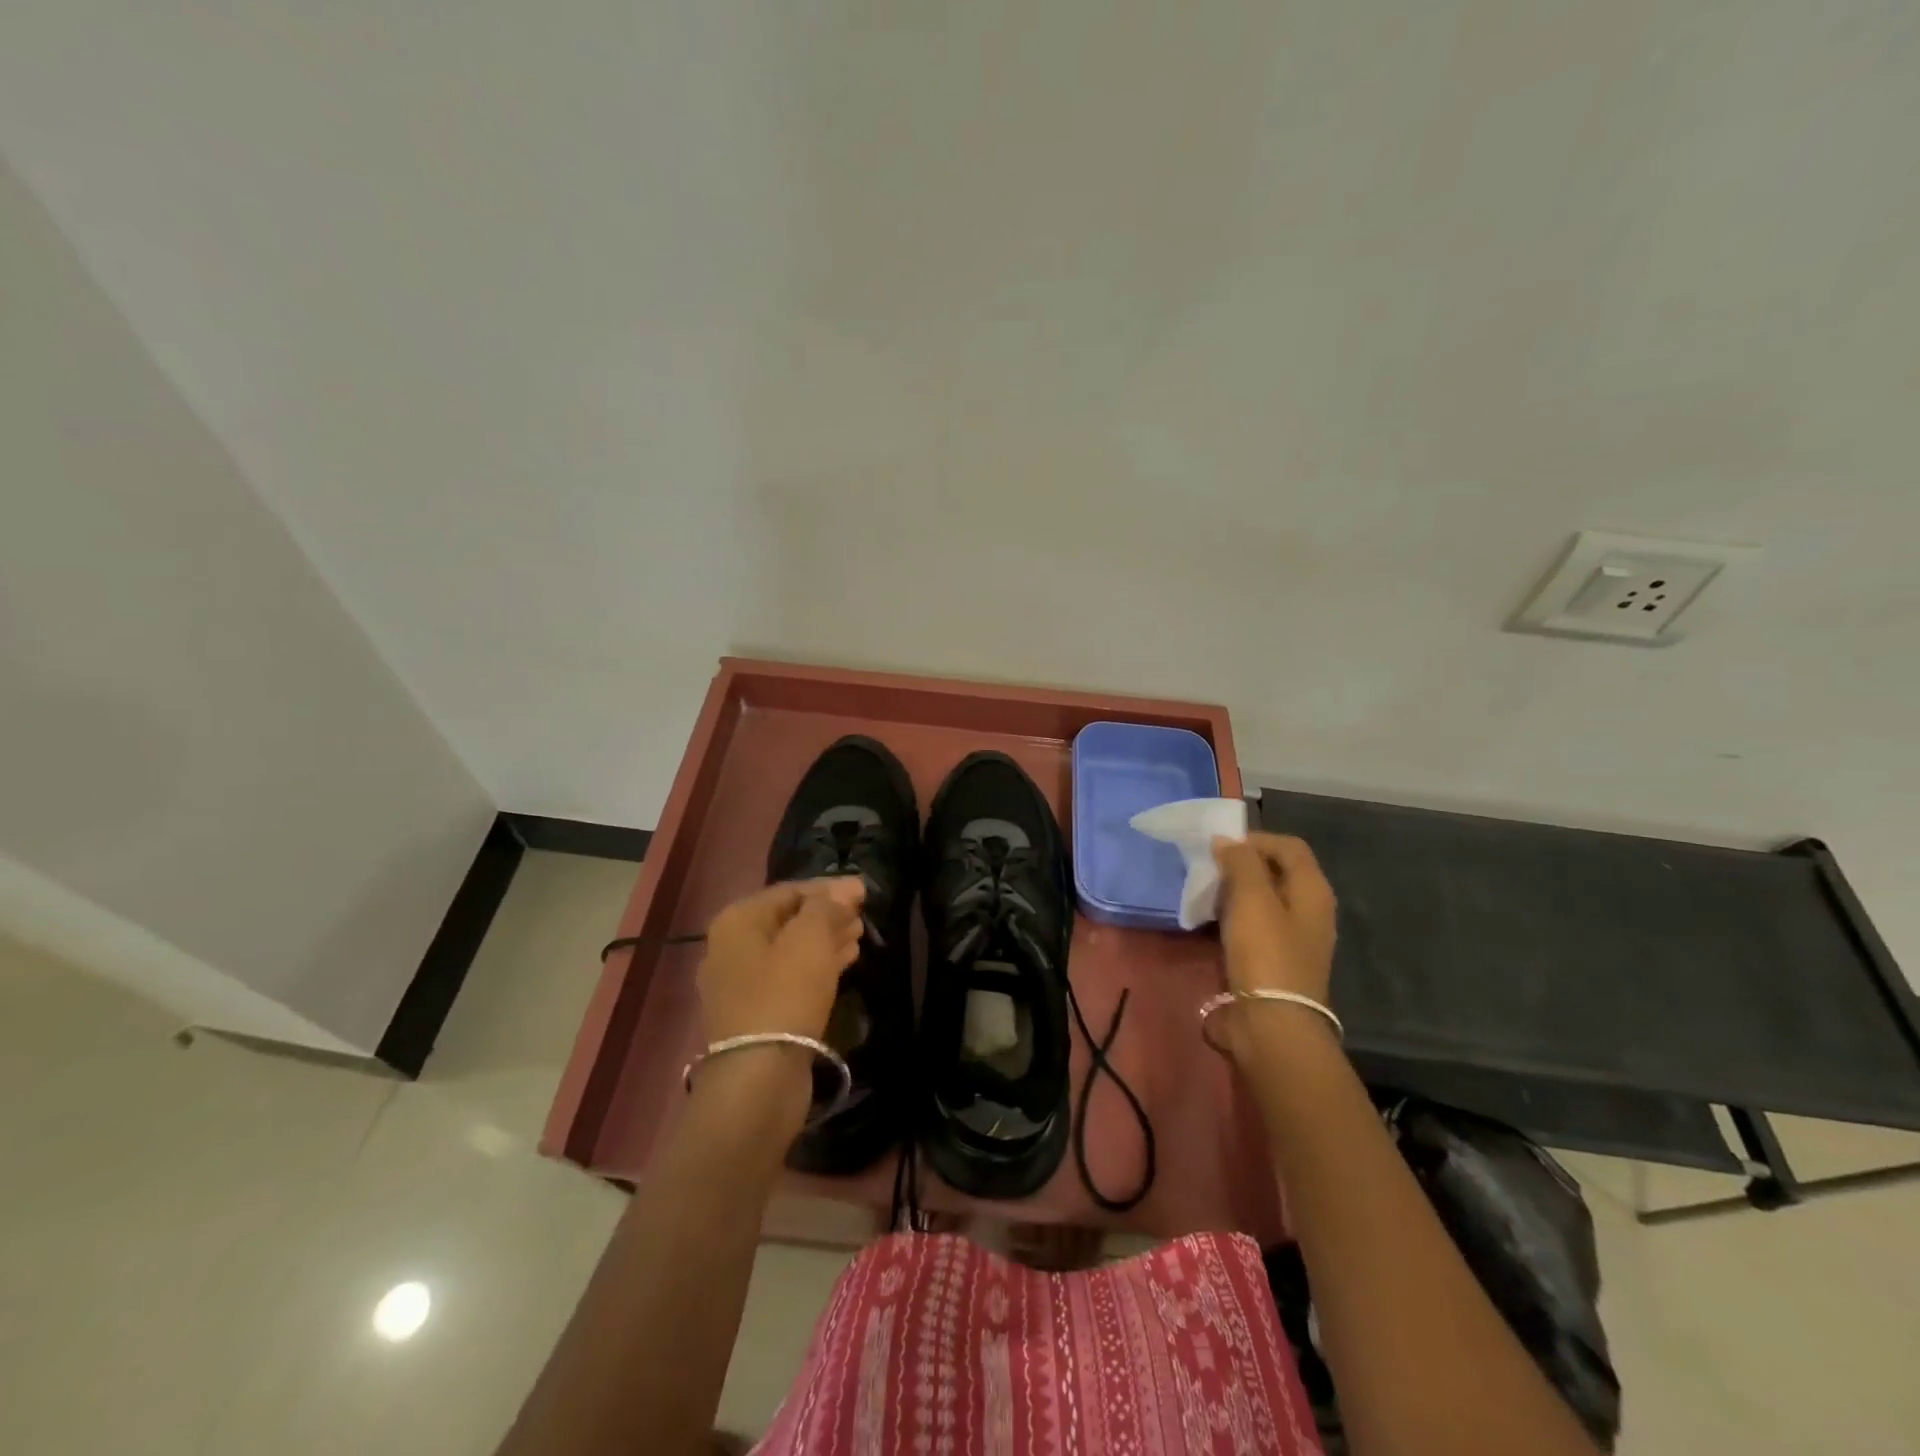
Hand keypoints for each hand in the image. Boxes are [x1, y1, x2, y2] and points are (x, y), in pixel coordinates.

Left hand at [697, 878, 864, 1046]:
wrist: (758, 1077)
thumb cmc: (785, 994)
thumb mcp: (811, 938)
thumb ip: (828, 906)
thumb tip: (846, 888)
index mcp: (738, 921)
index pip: (790, 890)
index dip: (829, 888)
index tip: (864, 890)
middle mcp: (732, 947)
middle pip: (788, 919)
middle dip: (827, 914)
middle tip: (862, 914)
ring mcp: (740, 983)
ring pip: (791, 949)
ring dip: (825, 939)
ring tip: (859, 935)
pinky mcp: (755, 1013)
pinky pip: (790, 976)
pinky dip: (817, 965)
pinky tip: (846, 961)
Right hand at [1212, 832, 1336, 1003]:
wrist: (1271, 1025)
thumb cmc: (1265, 953)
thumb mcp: (1251, 898)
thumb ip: (1240, 862)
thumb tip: (1227, 841)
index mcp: (1313, 891)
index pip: (1289, 846)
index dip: (1255, 839)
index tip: (1220, 847)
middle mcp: (1309, 911)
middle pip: (1276, 872)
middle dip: (1242, 865)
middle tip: (1209, 870)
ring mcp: (1293, 939)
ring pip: (1262, 901)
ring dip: (1234, 893)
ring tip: (1205, 894)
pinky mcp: (1273, 962)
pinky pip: (1253, 927)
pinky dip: (1233, 919)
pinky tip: (1211, 925)